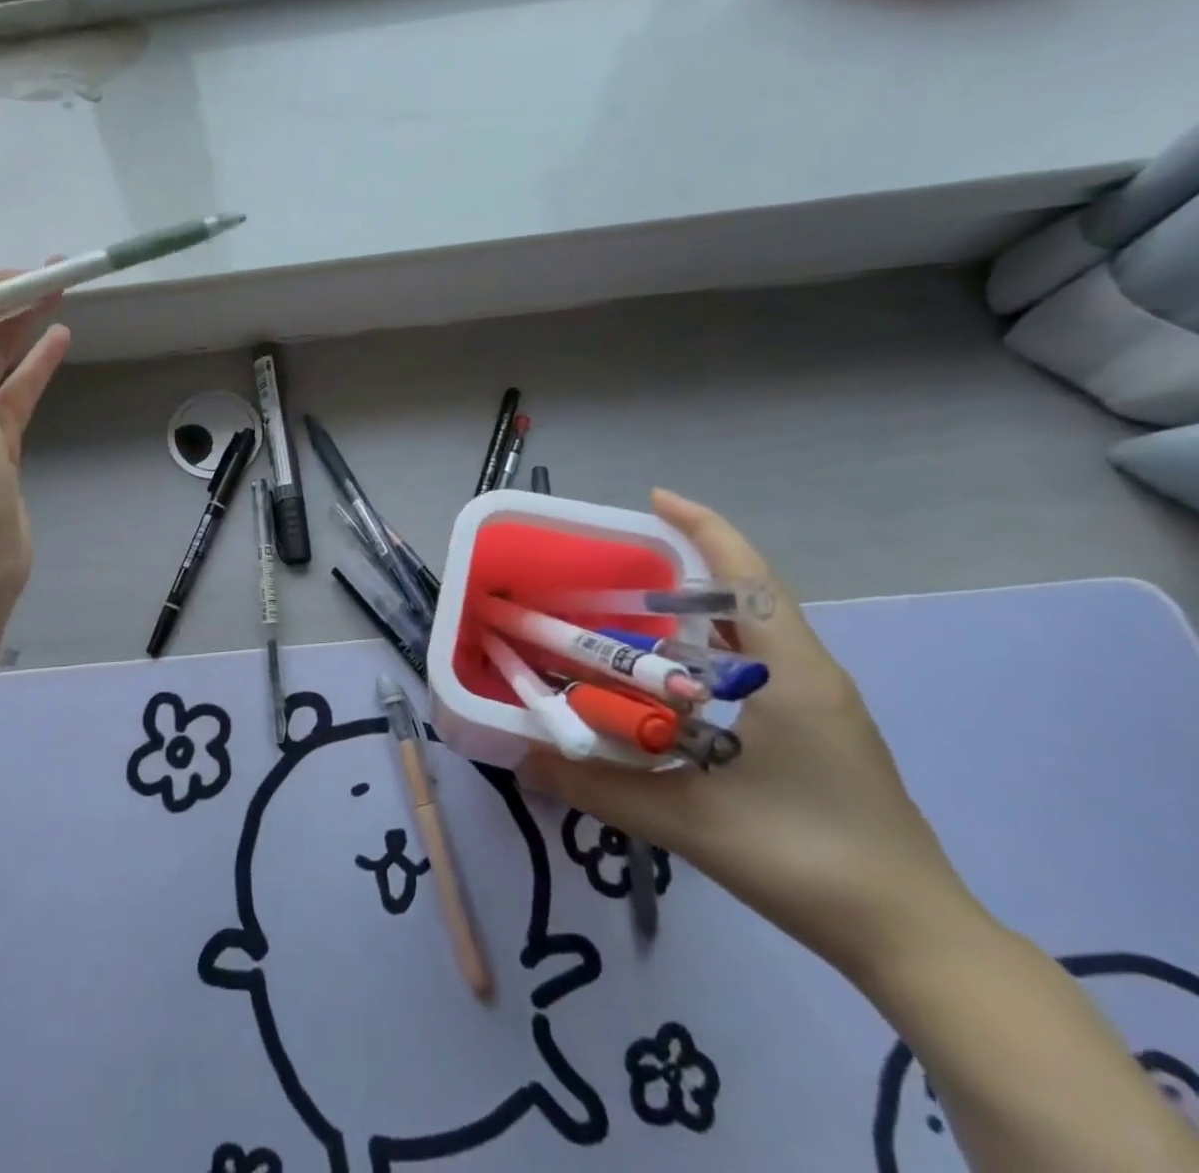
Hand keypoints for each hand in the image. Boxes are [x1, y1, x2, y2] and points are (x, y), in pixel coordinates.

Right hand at [517, 489, 987, 985]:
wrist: (914, 938)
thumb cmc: (807, 860)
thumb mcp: (690, 823)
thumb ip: (598, 789)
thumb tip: (523, 760)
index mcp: (791, 673)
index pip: (748, 577)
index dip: (704, 527)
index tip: (655, 499)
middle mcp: (810, 673)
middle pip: (749, 594)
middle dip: (688, 565)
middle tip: (617, 567)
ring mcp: (820, 704)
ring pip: (753, 632)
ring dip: (699, 611)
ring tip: (633, 612)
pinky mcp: (818, 732)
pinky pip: (757, 666)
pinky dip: (710, 652)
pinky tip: (670, 682)